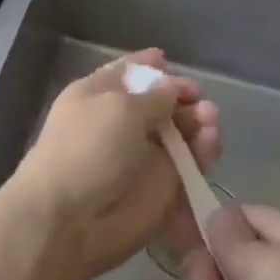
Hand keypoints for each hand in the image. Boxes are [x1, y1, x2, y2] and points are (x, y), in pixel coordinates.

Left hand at [9, 50, 220, 279]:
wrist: (70, 220)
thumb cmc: (87, 149)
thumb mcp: (119, 108)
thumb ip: (154, 96)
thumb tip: (173, 87)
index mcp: (97, 96)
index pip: (126, 74)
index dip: (147, 66)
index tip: (167, 59)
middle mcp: (120, 124)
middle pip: (160, 103)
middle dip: (182, 97)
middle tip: (199, 100)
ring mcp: (142, 157)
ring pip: (181, 134)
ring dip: (198, 123)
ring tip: (209, 121)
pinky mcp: (162, 188)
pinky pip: (190, 164)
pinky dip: (203, 152)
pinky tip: (210, 143)